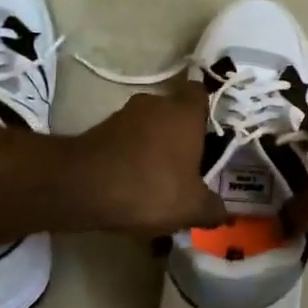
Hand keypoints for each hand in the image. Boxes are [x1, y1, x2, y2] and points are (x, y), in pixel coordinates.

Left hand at [63, 83, 230, 237]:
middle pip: (174, 112)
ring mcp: (124, 115)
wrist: (82, 187)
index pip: (201, 94)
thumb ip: (213, 208)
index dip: (207, 111)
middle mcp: (155, 104)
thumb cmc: (150, 187)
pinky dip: (131, 158)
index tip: (212, 133)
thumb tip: (225, 213)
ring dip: (154, 148)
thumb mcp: (192, 207)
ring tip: (160, 181)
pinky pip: (126, 141)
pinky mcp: (99, 130)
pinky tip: (133, 185)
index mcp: (185, 113)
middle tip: (189, 165)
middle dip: (180, 136)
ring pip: (148, 127)